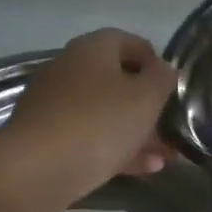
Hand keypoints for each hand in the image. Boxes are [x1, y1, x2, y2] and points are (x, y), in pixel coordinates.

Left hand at [0, 29, 179, 211]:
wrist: (37, 170)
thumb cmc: (99, 123)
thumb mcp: (146, 97)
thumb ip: (162, 79)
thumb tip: (164, 70)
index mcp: (91, 49)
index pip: (128, 41)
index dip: (155, 60)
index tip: (175, 85)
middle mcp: (69, 70)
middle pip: (117, 81)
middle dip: (149, 105)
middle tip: (174, 126)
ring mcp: (55, 106)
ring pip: (106, 115)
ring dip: (138, 133)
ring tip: (168, 156)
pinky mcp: (48, 140)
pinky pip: (91, 139)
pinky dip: (118, 150)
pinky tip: (145, 169)